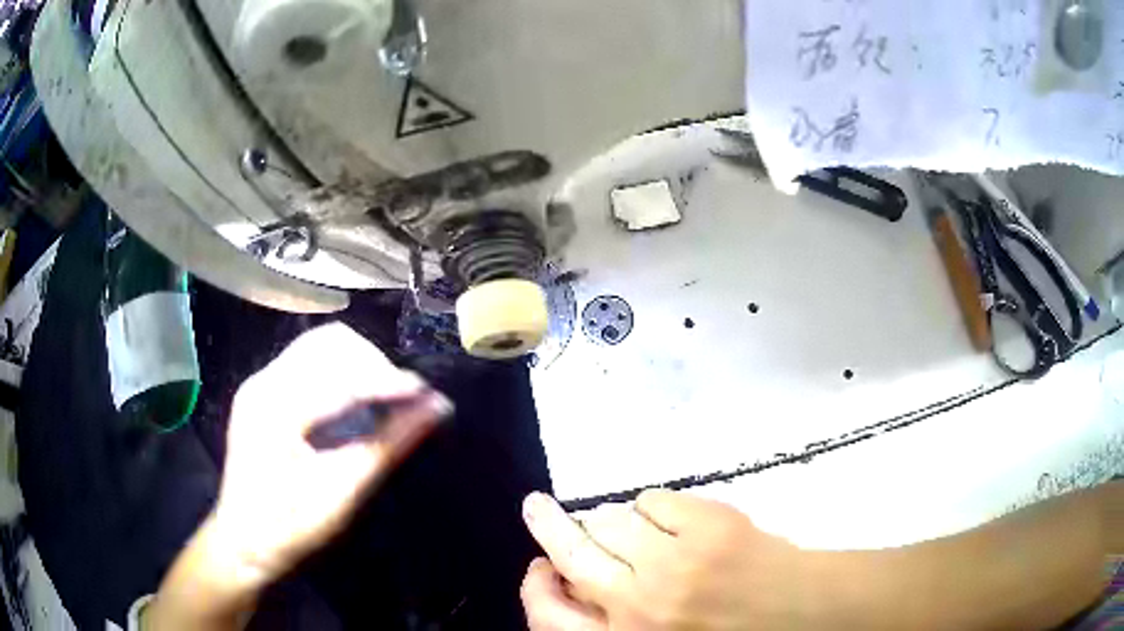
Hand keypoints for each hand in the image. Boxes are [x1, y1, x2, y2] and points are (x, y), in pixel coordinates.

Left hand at [210, 323, 449, 589]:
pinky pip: (307, 361)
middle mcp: (263, 382)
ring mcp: (260, 383)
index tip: (429, 394)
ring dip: (358, 363)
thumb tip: (436, 409)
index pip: (341, 375)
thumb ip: (389, 444)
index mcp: (276, 408)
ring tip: (383, 396)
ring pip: (318, 346)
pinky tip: (355, 398)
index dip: (388, 381)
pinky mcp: (262, 391)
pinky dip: (339, 371)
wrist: (243, 540)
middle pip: (329, 343)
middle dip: (374, 365)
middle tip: (404, 400)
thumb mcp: (343, 490)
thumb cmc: (291, 526)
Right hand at [521, 491, 821, 629]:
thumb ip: (616, 618)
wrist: (803, 612)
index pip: (547, 616)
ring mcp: (673, 562)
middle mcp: (638, 605)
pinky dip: (655, 506)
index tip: (538, 565)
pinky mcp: (707, 527)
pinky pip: (655, 499)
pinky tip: (674, 520)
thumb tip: (577, 577)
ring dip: (613, 519)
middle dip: (547, 524)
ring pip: (611, 519)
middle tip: (537, 508)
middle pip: (570, 551)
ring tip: (632, 526)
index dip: (535, 587)